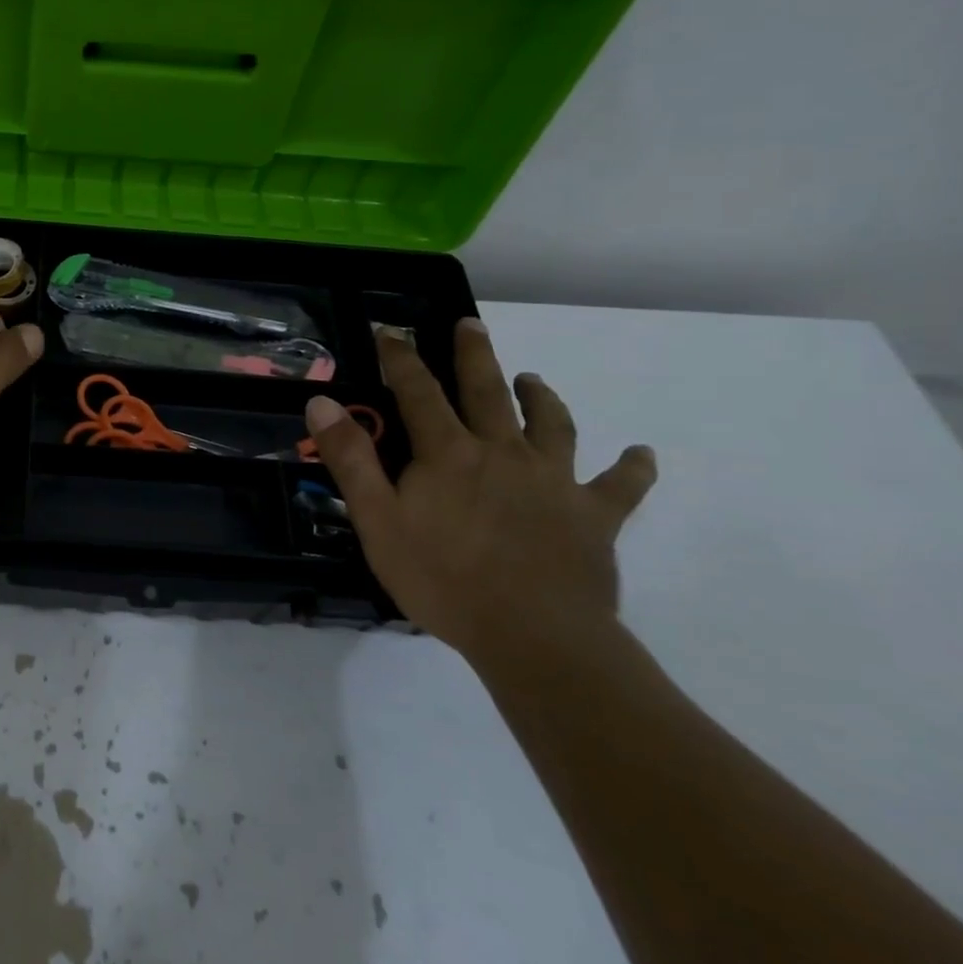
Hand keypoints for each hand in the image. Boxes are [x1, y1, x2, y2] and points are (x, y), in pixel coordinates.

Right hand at [304, 319, 655, 664]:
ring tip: (533, 380)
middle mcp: (503, 453)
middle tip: (471, 325)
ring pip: (552, 426)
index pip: (418, 391)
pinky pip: (620, 487)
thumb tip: (321, 402)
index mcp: (449, 453)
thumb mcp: (377, 520)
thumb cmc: (444, 579)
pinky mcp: (595, 517)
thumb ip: (350, 458)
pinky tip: (641, 454)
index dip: (401, 358)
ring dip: (542, 398)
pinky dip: (632, 468)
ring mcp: (554, 482)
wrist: (535, 638)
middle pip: (488, 392)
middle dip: (475, 355)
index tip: (389, 330)